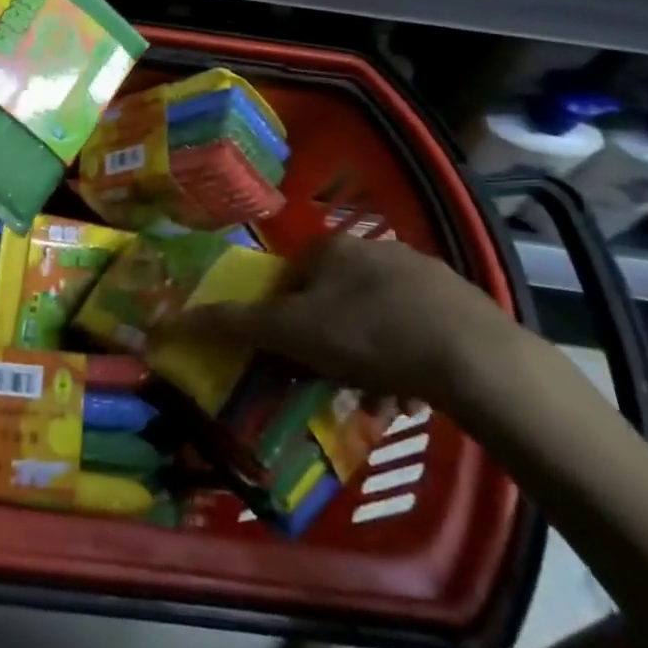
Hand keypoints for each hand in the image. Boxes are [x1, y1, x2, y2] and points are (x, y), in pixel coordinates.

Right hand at [173, 225, 518, 403]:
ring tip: (375, 399)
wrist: (474, 358)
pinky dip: (406, 359)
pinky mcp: (459, 301)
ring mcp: (422, 272)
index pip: (292, 277)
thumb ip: (235, 324)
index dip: (287, 318)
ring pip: (376, 316)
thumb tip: (173, 319)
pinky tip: (412, 396)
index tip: (294, 356)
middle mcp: (375, 248)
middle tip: (333, 381)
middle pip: (334, 298)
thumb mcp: (292, 333)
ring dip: (368, 357)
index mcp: (332, 248)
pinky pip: (417, 329)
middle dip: (330, 341)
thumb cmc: (368, 335)